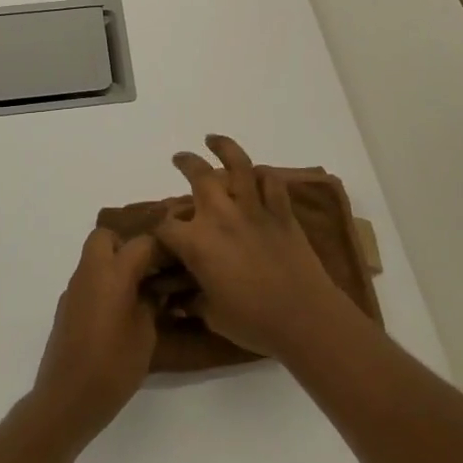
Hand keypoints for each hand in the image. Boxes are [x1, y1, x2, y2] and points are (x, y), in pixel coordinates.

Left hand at [33, 227, 159, 439]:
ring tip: (138, 293)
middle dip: (127, 245)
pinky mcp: (65, 309)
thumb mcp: (146, 334)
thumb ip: (152, 303)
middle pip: (106, 237)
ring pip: (94, 259)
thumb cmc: (113, 366)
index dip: (162, 248)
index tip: (177, 262)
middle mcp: (89, 273)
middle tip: (149, 270)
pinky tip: (118, 314)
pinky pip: (87, 282)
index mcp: (113, 273)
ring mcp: (73, 290)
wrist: (66, 400)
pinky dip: (103, 286)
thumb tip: (155, 290)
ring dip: (114, 265)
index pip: (141, 242)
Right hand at [152, 134, 343, 360]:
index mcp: (198, 243)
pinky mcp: (281, 212)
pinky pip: (271, 182)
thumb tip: (177, 300)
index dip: (159, 228)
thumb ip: (192, 301)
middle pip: (199, 177)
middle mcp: (221, 216)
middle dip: (186, 164)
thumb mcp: (212, 315)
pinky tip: (257, 172)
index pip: (166, 226)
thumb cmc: (253, 322)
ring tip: (213, 140)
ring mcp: (254, 210)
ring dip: (223, 148)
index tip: (160, 232)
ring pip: (238, 165)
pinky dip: (263, 174)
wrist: (304, 317)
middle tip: (180, 159)